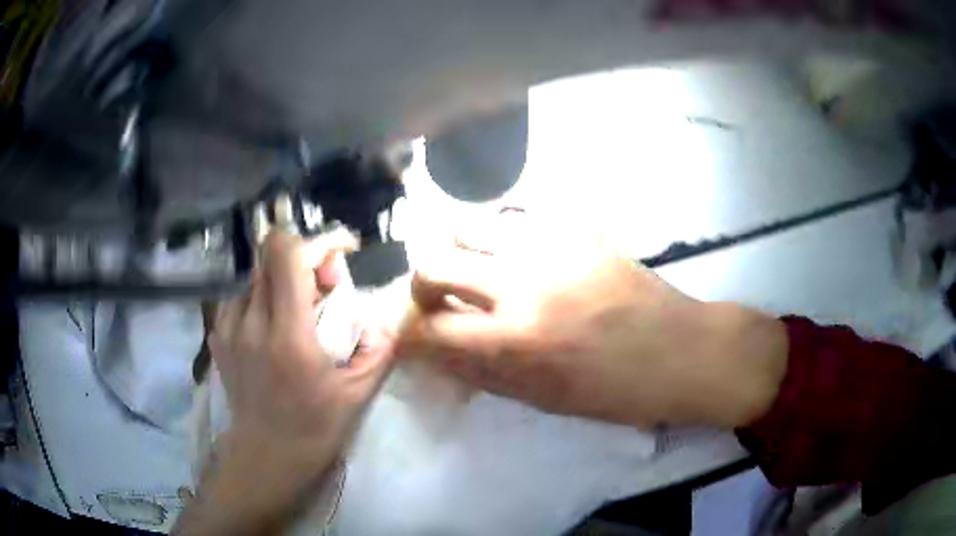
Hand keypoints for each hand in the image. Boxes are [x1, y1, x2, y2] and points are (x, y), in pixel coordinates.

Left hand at [175, 231, 394, 535]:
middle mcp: (252, 322)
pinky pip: (239, 297)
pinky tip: (269, 326)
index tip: (340, 253)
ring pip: (254, 274)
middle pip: (270, 255)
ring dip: (280, 280)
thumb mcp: (357, 394)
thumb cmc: (314, 428)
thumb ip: (378, 348)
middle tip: (320, 288)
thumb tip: (385, 316)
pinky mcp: (218, 337)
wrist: (265, 456)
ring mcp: (229, 328)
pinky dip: (259, 299)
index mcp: (288, 335)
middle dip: (303, 259)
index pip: (289, 255)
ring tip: (294, 311)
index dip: (318, 241)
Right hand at [400, 213, 786, 428]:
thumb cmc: (616, 391)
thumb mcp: (544, 398)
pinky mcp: (576, 226)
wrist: (681, 349)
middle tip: (440, 300)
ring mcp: (550, 245)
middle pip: (432, 263)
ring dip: (459, 251)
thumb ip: (482, 372)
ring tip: (477, 270)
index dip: (406, 336)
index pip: (427, 331)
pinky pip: (516, 216)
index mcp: (516, 341)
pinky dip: (502, 236)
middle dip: (422, 286)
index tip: (409, 337)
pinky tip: (519, 255)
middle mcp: (522, 284)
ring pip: (468, 225)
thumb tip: (435, 353)